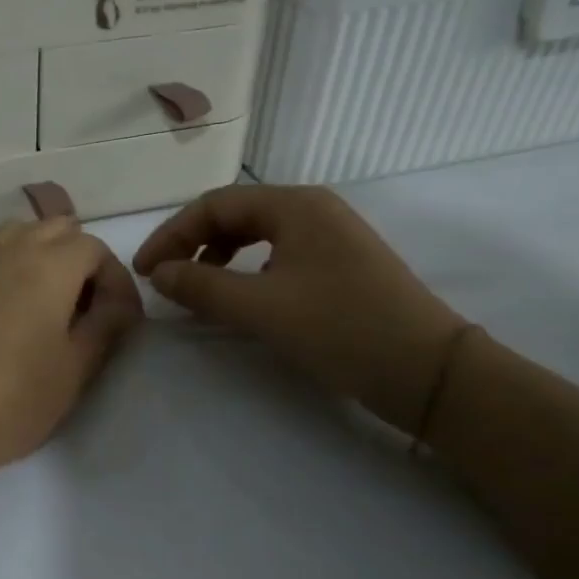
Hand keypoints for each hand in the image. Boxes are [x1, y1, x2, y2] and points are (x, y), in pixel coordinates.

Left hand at [0, 217, 143, 481]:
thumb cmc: (13, 398)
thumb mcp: (76, 368)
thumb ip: (106, 325)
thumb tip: (119, 304)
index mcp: (49, 264)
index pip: (96, 248)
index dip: (115, 280)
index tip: (120, 319)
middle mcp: (10, 247)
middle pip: (58, 229)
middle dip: (80, 260)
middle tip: (86, 308)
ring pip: (20, 234)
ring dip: (43, 255)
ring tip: (48, 303)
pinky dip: (8, 263)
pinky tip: (7, 307)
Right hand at [134, 185, 465, 433]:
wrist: (432, 372)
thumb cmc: (342, 329)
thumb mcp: (262, 309)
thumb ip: (202, 287)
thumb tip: (158, 274)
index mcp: (294, 205)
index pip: (214, 205)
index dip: (172, 235)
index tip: (145, 271)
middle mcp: (313, 209)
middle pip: (235, 215)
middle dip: (194, 244)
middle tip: (166, 279)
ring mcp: (331, 236)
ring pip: (257, 235)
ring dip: (219, 258)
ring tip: (198, 290)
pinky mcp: (341, 264)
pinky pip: (279, 255)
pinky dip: (248, 271)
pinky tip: (242, 298)